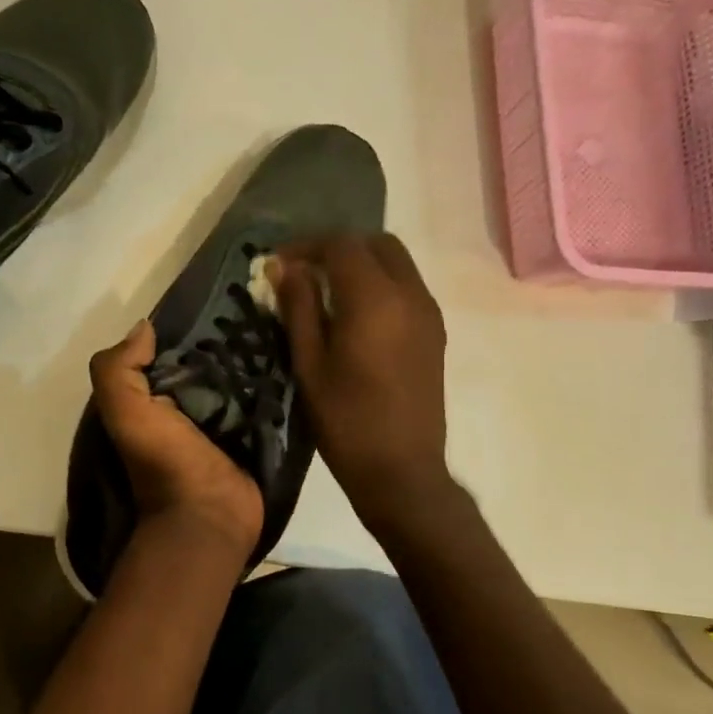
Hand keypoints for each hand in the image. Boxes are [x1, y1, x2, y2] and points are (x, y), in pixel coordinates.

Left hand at [90, 320, 263, 558]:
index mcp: (152, 400)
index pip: (168, 353)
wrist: (208, 516)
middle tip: (259, 307)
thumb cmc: (165, 461)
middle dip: (228, 338)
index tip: (215, 299)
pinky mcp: (254, 434)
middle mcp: (185, 407)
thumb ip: (118, 369)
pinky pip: (265, 400)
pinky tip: (293, 355)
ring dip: (256, 357)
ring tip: (282, 322)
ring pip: (240, 378)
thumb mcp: (126, 412)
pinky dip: (275, 382)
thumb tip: (145, 328)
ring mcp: (223, 423)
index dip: (185, 328)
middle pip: (208, 362)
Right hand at [273, 234, 452, 533]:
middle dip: (337, 248)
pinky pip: (407, 287)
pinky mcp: (434, 332)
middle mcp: (410, 295)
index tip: (277, 264)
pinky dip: (379, 283)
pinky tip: (353, 314)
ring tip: (324, 291)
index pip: (342, 245)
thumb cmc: (345, 421)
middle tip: (303, 271)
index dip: (306, 246)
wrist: (400, 469)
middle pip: (376, 244)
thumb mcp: (309, 364)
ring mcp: (428, 313)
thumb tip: (284, 268)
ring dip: (360, 264)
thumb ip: (299, 309)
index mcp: (375, 300)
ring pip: (396, 263)